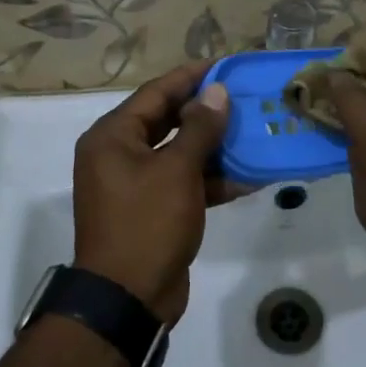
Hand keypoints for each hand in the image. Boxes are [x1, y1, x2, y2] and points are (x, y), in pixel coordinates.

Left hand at [72, 60, 233, 324]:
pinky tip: (248, 176)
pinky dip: (210, 179)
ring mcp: (135, 184)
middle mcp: (119, 154)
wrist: (127, 302)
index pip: (156, 92)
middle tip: (243, 96)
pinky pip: (183, 182)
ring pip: (179, 152)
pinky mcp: (153, 210)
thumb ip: (199, 128)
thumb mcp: (177, 171)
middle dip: (206, 111)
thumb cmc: (147, 224)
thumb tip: (217, 92)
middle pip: (167, 120)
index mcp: (113, 137)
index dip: (191, 77)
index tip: (225, 65)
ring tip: (252, 131)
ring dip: (213, 146)